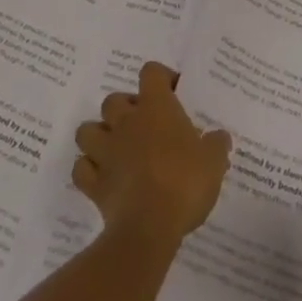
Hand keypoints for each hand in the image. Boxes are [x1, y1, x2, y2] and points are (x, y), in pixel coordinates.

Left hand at [73, 61, 231, 248]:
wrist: (149, 228)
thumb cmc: (184, 183)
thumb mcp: (213, 162)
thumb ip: (216, 145)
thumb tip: (220, 137)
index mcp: (156, 108)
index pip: (151, 72)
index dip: (161, 78)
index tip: (173, 93)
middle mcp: (126, 122)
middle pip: (114, 100)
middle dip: (125, 109)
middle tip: (143, 126)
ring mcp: (106, 151)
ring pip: (87, 130)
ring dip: (99, 136)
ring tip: (116, 149)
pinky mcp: (93, 183)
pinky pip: (81, 169)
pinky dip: (88, 170)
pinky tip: (102, 178)